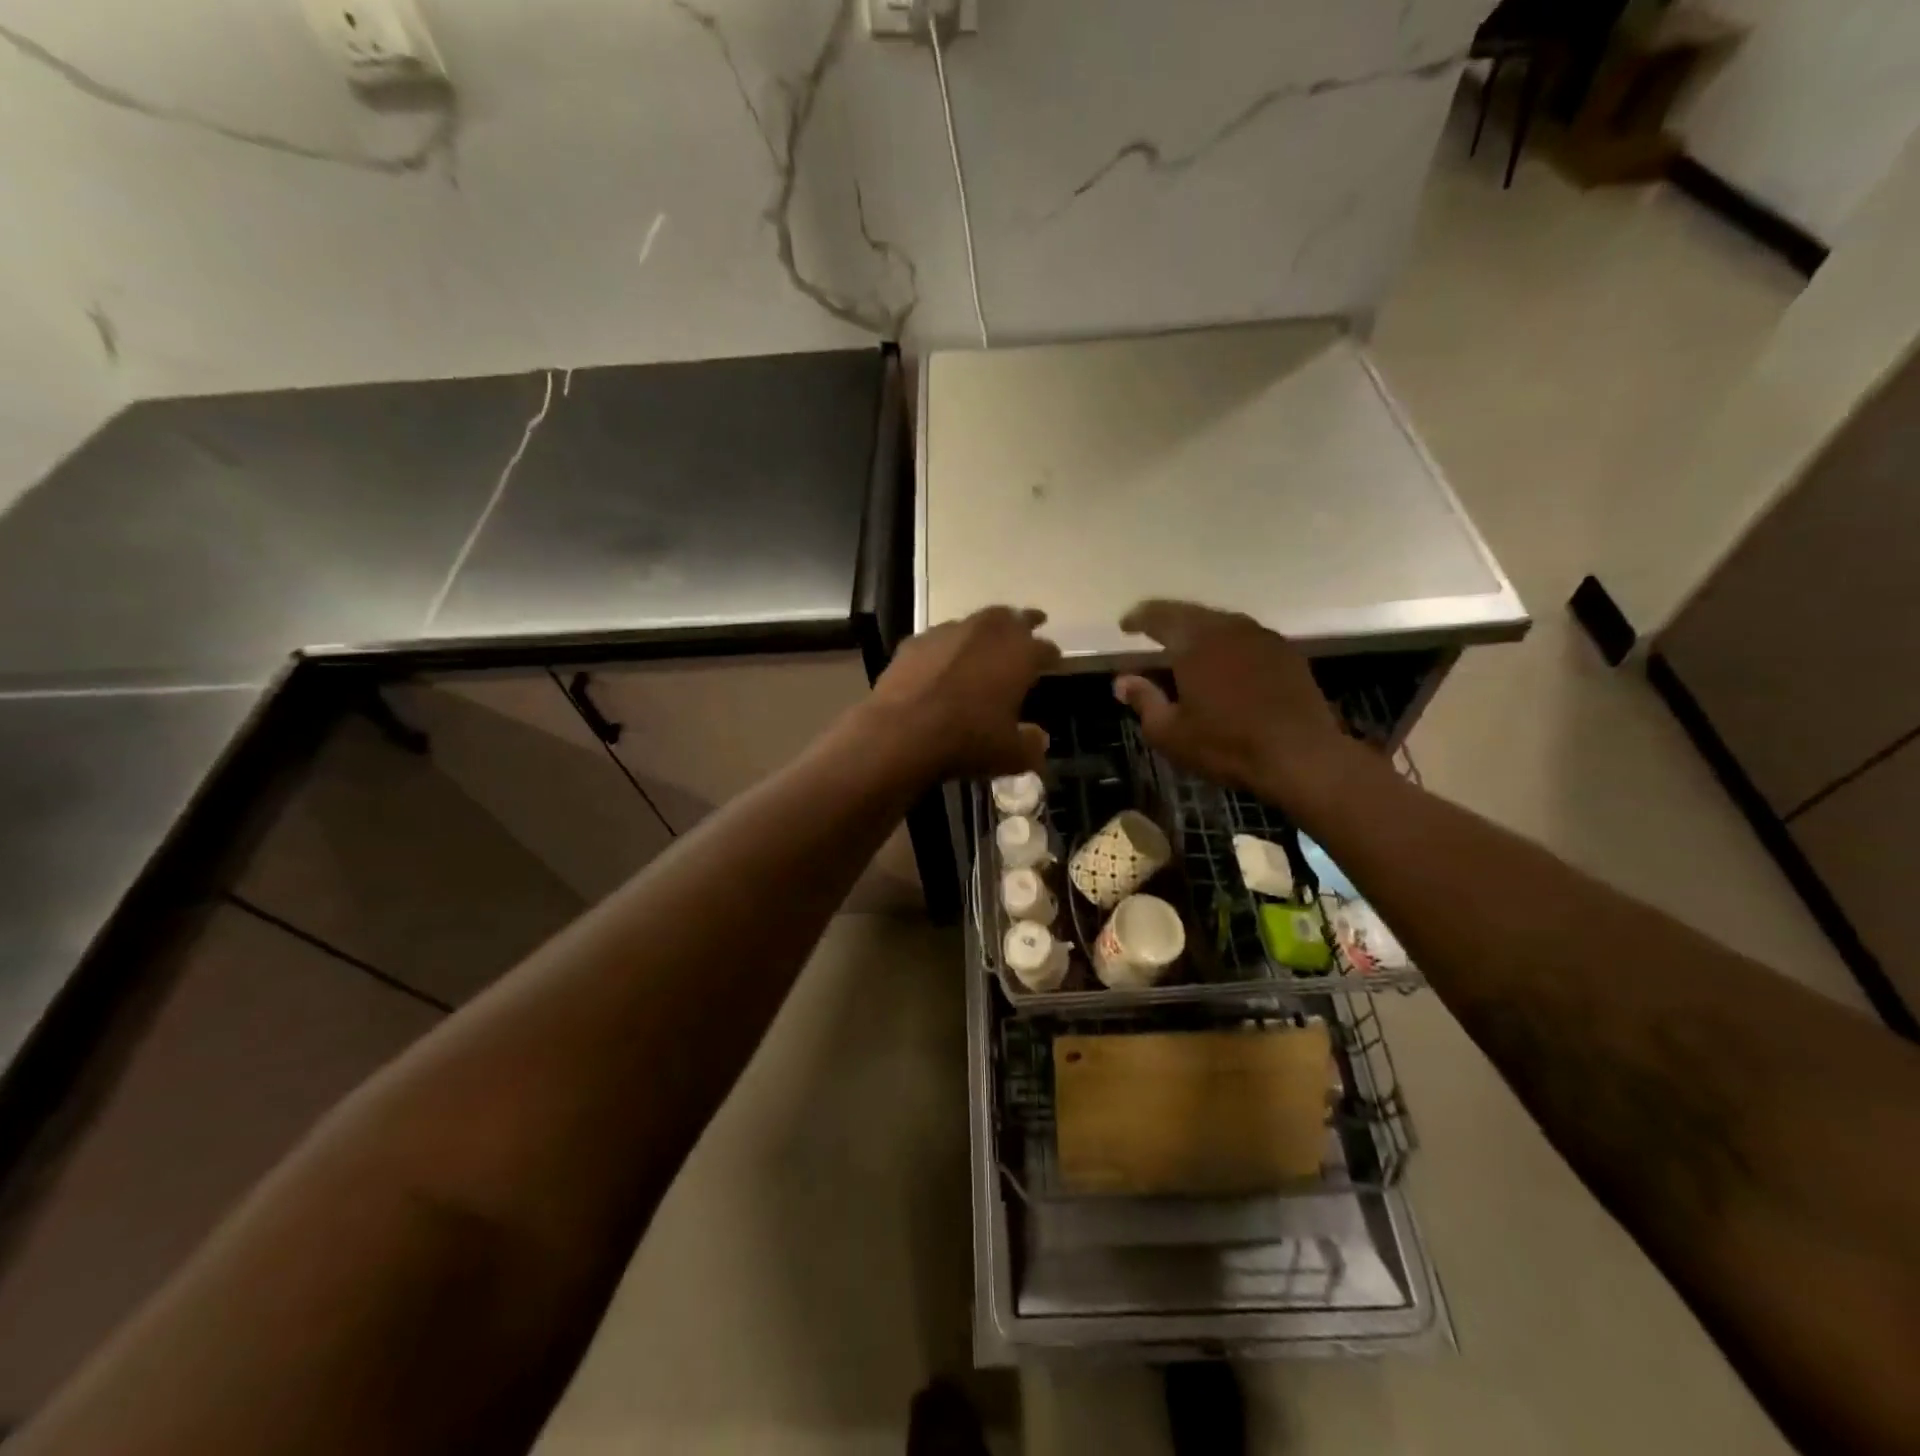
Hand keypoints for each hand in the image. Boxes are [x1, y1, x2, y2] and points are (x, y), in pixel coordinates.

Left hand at [866, 607, 1060, 781]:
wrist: (902, 732)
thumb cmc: (967, 740)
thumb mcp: (1010, 755)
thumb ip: (1031, 745)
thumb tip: (1039, 739)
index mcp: (1020, 654)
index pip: (1045, 648)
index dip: (1052, 656)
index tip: (1054, 661)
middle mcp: (988, 632)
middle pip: (1013, 618)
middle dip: (1025, 621)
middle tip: (1033, 622)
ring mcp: (949, 632)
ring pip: (976, 621)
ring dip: (986, 629)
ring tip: (988, 640)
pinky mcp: (916, 641)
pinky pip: (940, 638)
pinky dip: (949, 645)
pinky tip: (944, 660)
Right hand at [1113, 600, 1362, 816]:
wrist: (1302, 756)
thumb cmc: (1227, 745)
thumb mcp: (1170, 732)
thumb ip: (1144, 700)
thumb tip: (1123, 681)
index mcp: (1194, 642)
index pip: (1159, 616)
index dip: (1138, 618)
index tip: (1125, 625)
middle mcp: (1228, 628)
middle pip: (1190, 613)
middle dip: (1167, 619)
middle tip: (1151, 630)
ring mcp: (1262, 637)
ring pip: (1221, 622)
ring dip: (1199, 630)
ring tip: (1185, 646)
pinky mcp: (1286, 653)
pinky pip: (1245, 637)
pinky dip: (1226, 643)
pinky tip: (1224, 662)